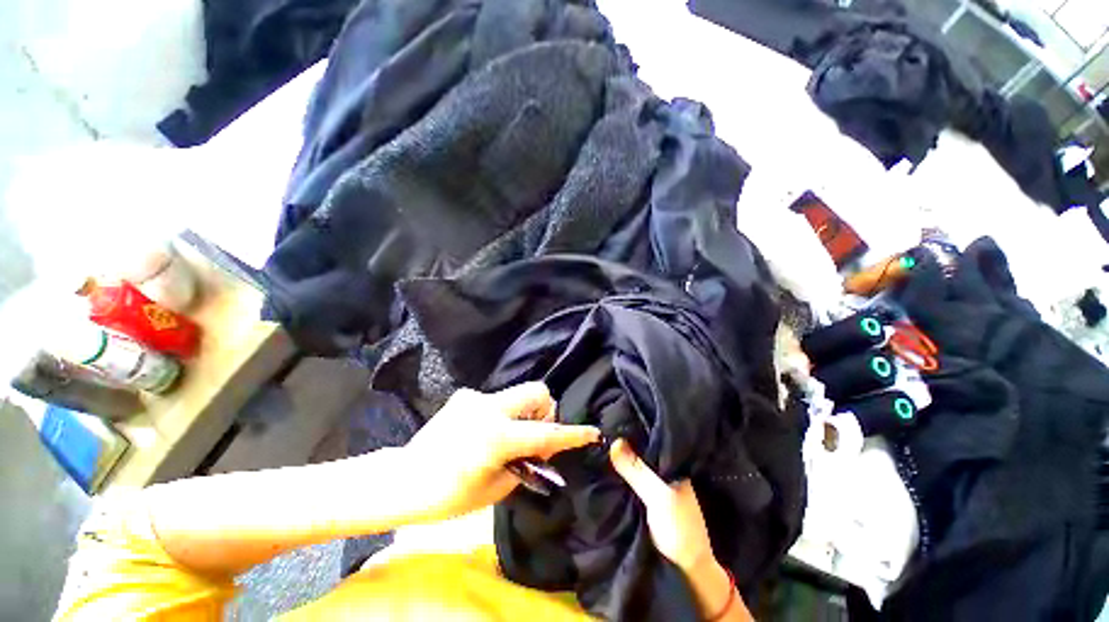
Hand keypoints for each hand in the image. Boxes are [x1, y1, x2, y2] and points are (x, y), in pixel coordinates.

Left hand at [403, 382, 600, 522]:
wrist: (404, 479)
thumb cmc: (448, 495)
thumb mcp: (494, 489)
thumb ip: (524, 464)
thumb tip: (542, 450)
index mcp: (497, 437)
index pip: (545, 434)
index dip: (572, 434)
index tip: (592, 432)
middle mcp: (490, 408)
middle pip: (536, 390)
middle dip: (545, 408)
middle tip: (535, 431)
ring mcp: (476, 397)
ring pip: (517, 394)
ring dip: (523, 412)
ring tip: (506, 435)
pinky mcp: (465, 395)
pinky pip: (496, 400)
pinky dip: (501, 413)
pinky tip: (482, 431)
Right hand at [611, 439, 746, 619]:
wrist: (686, 569)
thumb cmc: (679, 528)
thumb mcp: (658, 496)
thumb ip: (637, 470)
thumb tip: (613, 441)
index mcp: (673, 465)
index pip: (651, 439)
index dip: (634, 429)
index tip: (613, 418)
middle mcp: (663, 471)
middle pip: (640, 451)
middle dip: (623, 442)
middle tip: (600, 429)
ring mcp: (653, 485)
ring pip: (633, 465)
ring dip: (620, 458)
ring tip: (598, 442)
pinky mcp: (643, 499)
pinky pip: (629, 479)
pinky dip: (619, 473)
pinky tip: (604, 465)